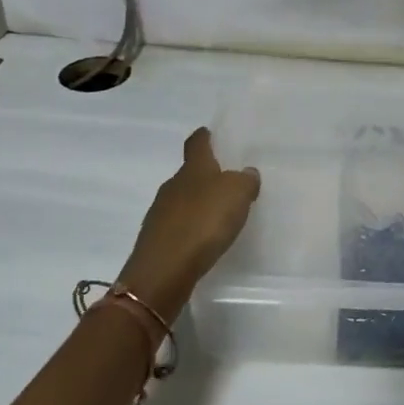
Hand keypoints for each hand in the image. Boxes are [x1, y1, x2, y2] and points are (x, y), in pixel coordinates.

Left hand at [116, 128, 260, 318]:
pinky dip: (191, 227)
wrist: (164, 270)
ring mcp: (160, 213)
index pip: (196, 143)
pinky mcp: (157, 240)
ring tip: (219, 214)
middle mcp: (173, 186)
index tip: (210, 134)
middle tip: (227, 182)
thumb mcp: (237, 194)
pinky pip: (178, 225)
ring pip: (182, 200)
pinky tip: (203, 239)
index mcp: (193, 169)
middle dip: (205, 175)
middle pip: (189, 173)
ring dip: (198, 203)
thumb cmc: (203, 222)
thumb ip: (245, 180)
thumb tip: (246, 172)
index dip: (204, 137)